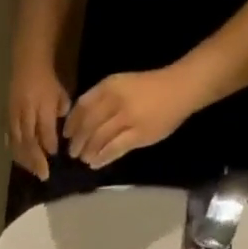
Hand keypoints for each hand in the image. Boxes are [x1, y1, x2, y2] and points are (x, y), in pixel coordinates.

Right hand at [7, 61, 69, 179]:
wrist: (27, 63)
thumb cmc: (47, 79)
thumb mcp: (60, 93)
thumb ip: (61, 112)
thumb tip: (58, 133)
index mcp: (41, 105)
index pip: (45, 131)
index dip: (50, 146)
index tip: (55, 157)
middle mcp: (26, 113)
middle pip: (29, 142)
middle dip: (36, 160)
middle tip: (43, 175)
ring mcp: (14, 117)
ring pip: (18, 144)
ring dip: (25, 160)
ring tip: (32, 171)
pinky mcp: (7, 119)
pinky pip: (10, 139)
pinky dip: (15, 151)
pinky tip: (19, 160)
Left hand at [64, 66, 199, 169]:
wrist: (181, 88)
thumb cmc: (150, 87)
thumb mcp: (122, 85)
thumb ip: (102, 101)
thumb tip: (79, 123)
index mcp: (111, 86)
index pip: (83, 106)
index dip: (71, 123)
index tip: (66, 135)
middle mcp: (117, 100)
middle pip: (88, 125)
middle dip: (77, 142)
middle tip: (73, 153)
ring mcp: (127, 118)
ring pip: (98, 139)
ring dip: (88, 151)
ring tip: (84, 159)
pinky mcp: (138, 134)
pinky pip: (114, 149)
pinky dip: (102, 158)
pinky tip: (96, 163)